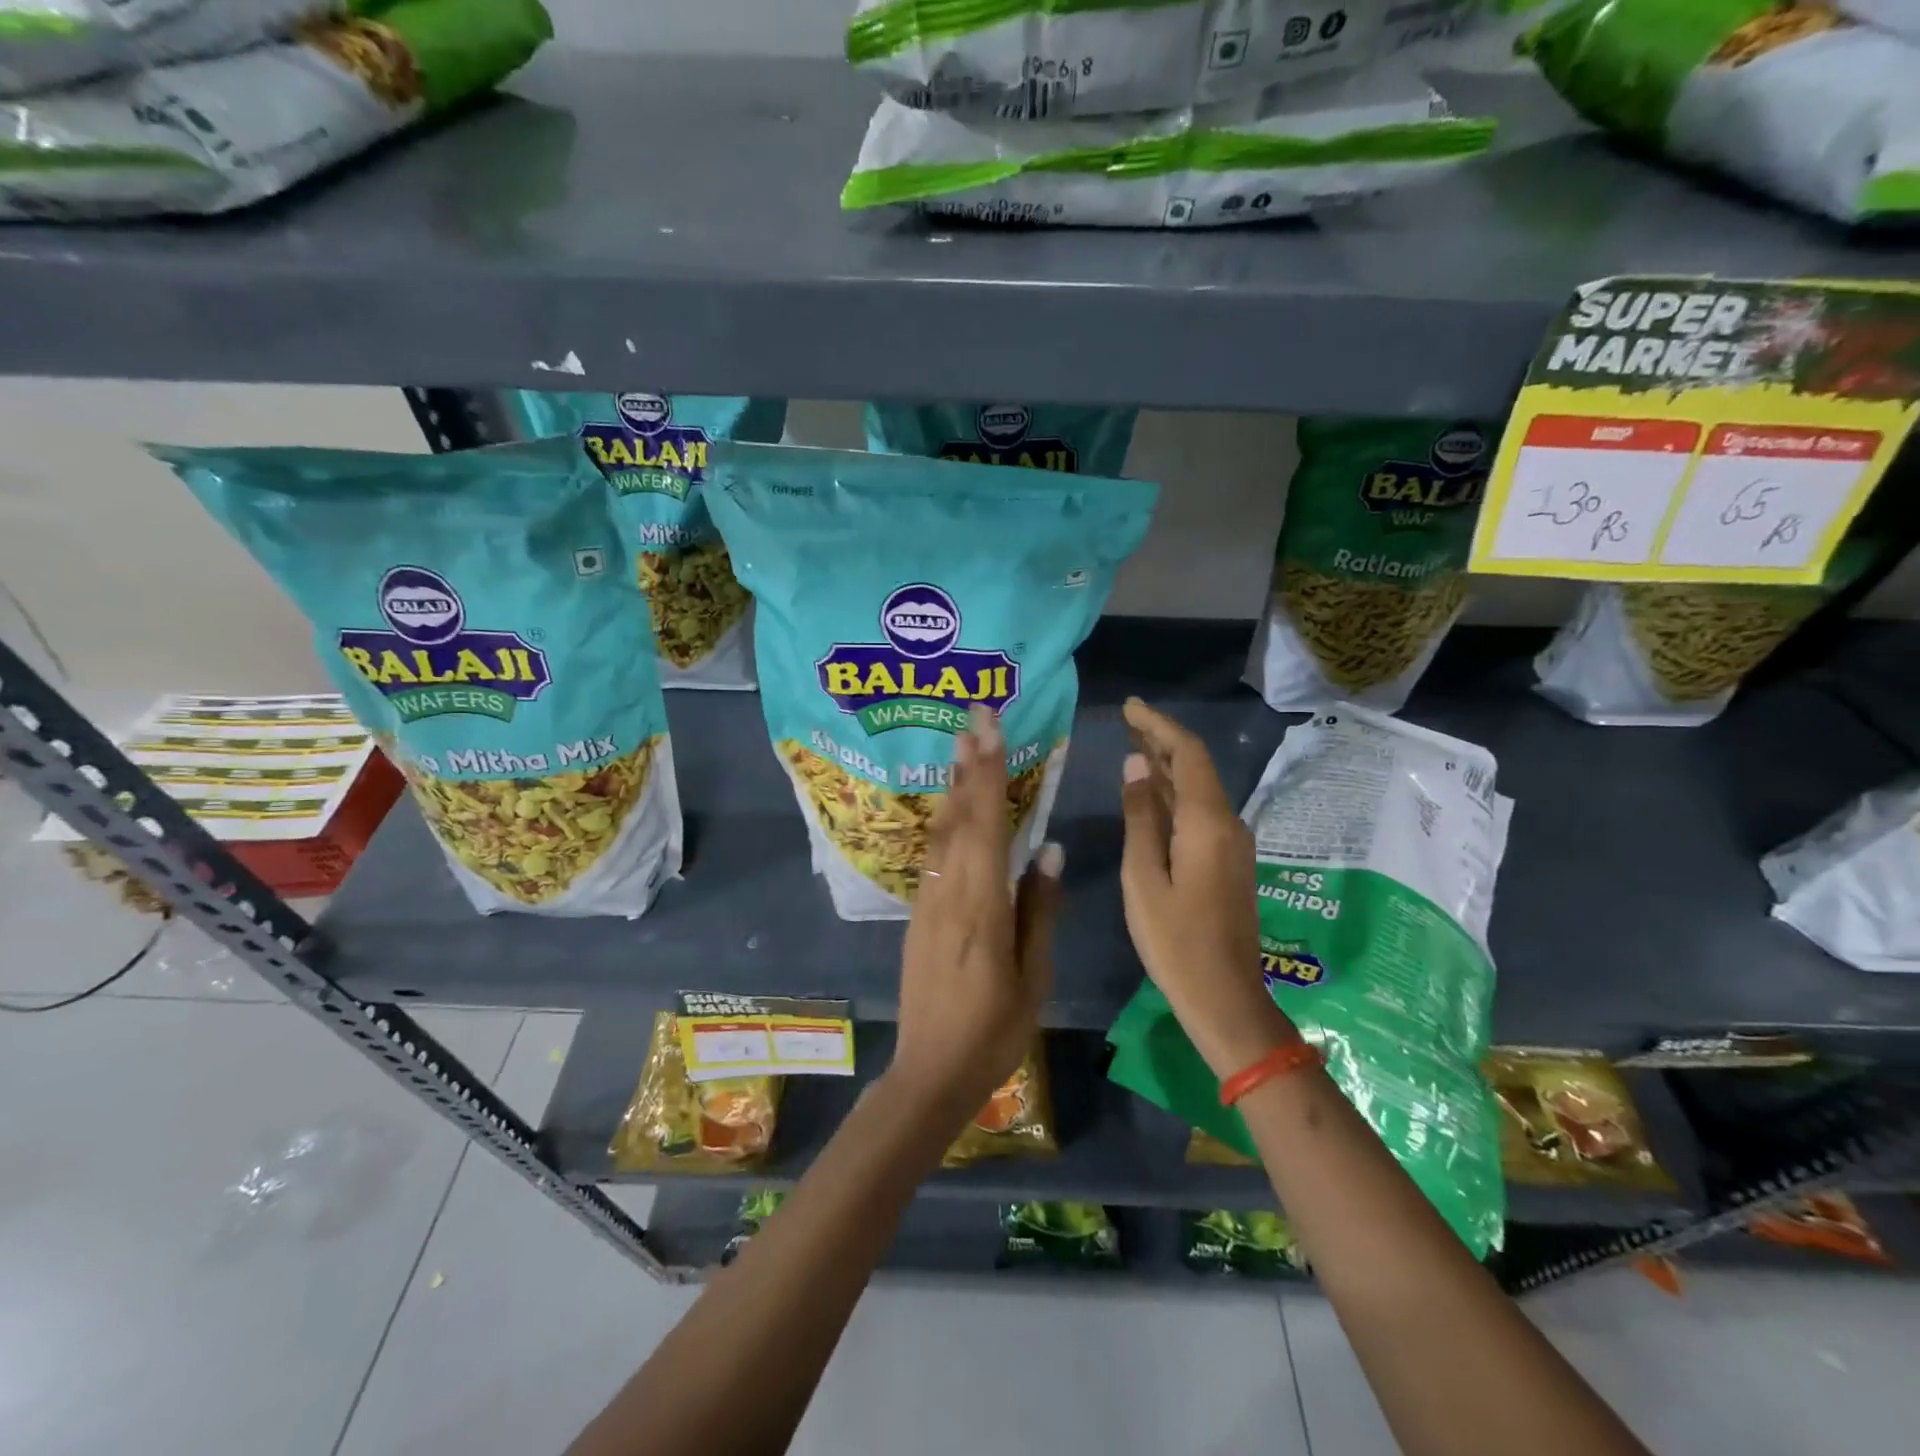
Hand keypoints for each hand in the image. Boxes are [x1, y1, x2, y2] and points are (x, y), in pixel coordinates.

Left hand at [890, 704, 1062, 1124]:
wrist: (930, 1071)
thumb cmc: (993, 1031)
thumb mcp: (1033, 978)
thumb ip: (1039, 911)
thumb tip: (1049, 851)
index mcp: (981, 907)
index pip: (985, 826)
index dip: (988, 775)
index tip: (990, 731)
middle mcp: (948, 893)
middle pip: (957, 818)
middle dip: (968, 764)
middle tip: (973, 719)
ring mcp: (927, 902)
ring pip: (940, 833)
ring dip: (952, 787)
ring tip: (961, 747)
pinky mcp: (918, 914)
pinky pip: (933, 855)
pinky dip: (944, 821)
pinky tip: (951, 808)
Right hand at [1118, 697, 1296, 1078]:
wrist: (1225, 997)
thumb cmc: (1175, 941)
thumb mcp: (1143, 877)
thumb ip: (1140, 817)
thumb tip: (1137, 765)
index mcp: (1207, 823)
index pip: (1188, 754)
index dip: (1159, 724)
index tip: (1130, 706)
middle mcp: (1228, 824)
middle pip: (1197, 767)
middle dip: (1163, 739)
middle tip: (1127, 720)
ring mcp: (1232, 844)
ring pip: (1200, 789)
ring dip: (1168, 765)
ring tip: (1133, 746)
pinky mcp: (1229, 861)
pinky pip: (1201, 812)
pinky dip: (1175, 793)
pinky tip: (1152, 793)